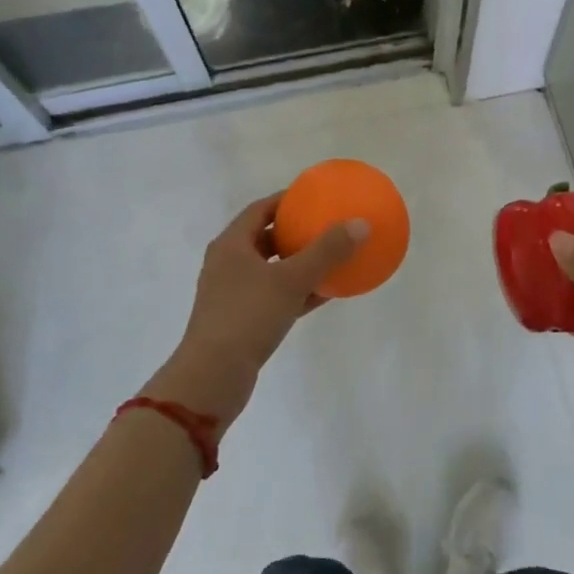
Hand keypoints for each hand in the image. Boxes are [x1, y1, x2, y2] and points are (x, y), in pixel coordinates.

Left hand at [150, 194, 366, 429]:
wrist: (213, 377)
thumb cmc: (247, 316)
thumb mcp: (291, 280)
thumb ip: (326, 251)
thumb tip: (360, 223)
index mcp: (231, 245)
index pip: (260, 209)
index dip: (287, 200)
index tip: (314, 197)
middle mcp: (228, 264)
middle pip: (266, 238)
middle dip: (295, 232)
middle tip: (325, 225)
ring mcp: (233, 295)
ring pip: (272, 270)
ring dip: (299, 264)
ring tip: (332, 257)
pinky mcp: (242, 321)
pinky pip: (276, 297)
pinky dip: (298, 292)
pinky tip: (327, 293)